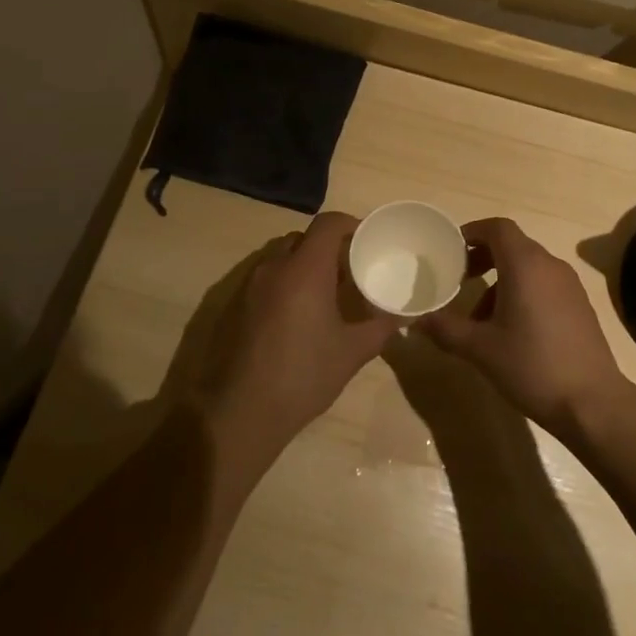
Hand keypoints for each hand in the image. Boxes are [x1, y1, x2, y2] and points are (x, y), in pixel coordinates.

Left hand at [190, 212, 401, 464]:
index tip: (365, 241)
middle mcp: (274, 267)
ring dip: (303, 265)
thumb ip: (380, 327)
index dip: (350, 224)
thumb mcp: (352, 352)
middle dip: (326, 247)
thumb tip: (402, 315)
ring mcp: (249, 285)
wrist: (240, 412)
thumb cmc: (303, 376)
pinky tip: (296, 316)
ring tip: (323, 294)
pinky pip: (264, 278)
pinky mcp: (233, 305)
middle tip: (348, 271)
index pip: (328, 223)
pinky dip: (283, 283)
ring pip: (280, 257)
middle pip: (303, 238)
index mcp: (305, 269)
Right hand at [417, 217, 630, 438]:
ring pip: (528, 267)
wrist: (592, 403)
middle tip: (460, 279)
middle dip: (483, 257)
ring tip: (480, 316)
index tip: (451, 250)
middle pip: (512, 245)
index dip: (472, 232)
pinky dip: (522, 292)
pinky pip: (544, 284)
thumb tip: (416, 321)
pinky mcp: (580, 306)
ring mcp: (569, 285)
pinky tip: (511, 330)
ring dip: (501, 280)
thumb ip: (446, 329)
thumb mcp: (481, 349)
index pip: (497, 228)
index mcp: (525, 265)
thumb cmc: (532, 366)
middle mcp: (550, 266)